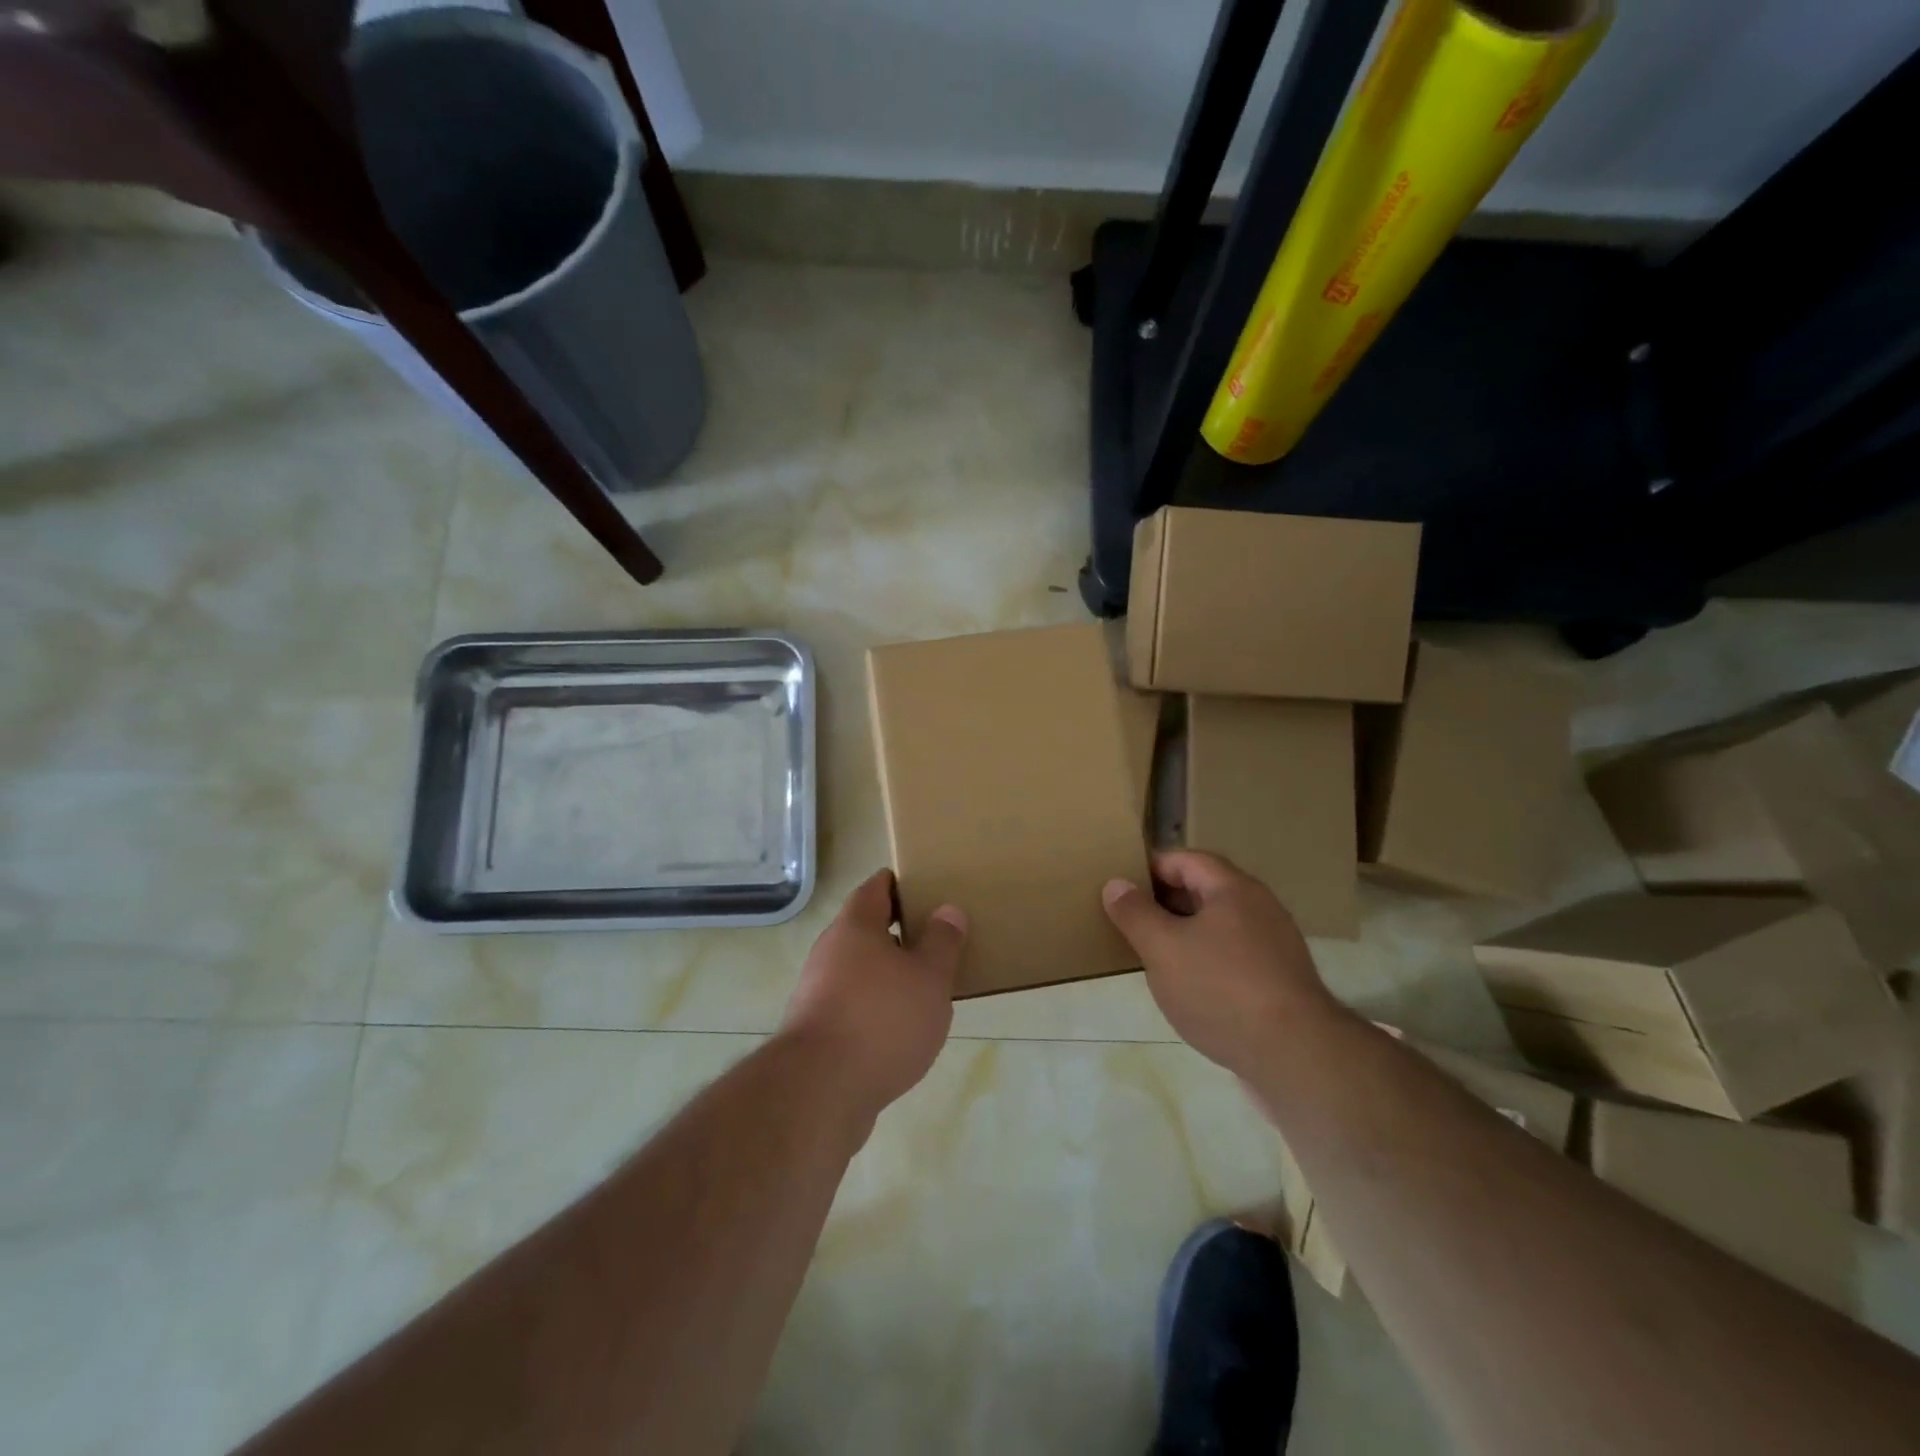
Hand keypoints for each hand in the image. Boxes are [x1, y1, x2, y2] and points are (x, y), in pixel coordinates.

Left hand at [779, 870, 966, 1116]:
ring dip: (887, 973)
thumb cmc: (881, 1020)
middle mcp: (830, 951)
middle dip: (898, 932)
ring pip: (858, 969)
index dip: (900, 883)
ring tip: (924, 986)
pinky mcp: (815, 1031)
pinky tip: (899, 1029)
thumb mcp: (929, 978)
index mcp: (855, 926)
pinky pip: (852, 1004)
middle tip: (935, 938)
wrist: (819, 1092)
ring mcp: (817, 991)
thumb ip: (942, 942)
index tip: (925, 887)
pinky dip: (875, 1007)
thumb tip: (948, 909)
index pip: (876, 888)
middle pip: (865, 928)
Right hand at [1103, 850, 1340, 1077]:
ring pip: (1219, 926)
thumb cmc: (1221, 989)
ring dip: (1184, 933)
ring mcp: (1275, 946)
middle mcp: (1260, 908)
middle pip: (1204, 890)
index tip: (1120, 887)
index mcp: (1233, 889)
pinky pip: (1234, 956)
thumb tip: (1115, 884)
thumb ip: (1135, 913)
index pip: (1186, 859)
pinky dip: (1206, 961)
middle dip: (1164, 902)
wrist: (1296, 1057)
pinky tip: (1188, 988)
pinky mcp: (1280, 982)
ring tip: (1152, 954)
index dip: (1150, 867)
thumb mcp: (1163, 948)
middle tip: (1129, 920)